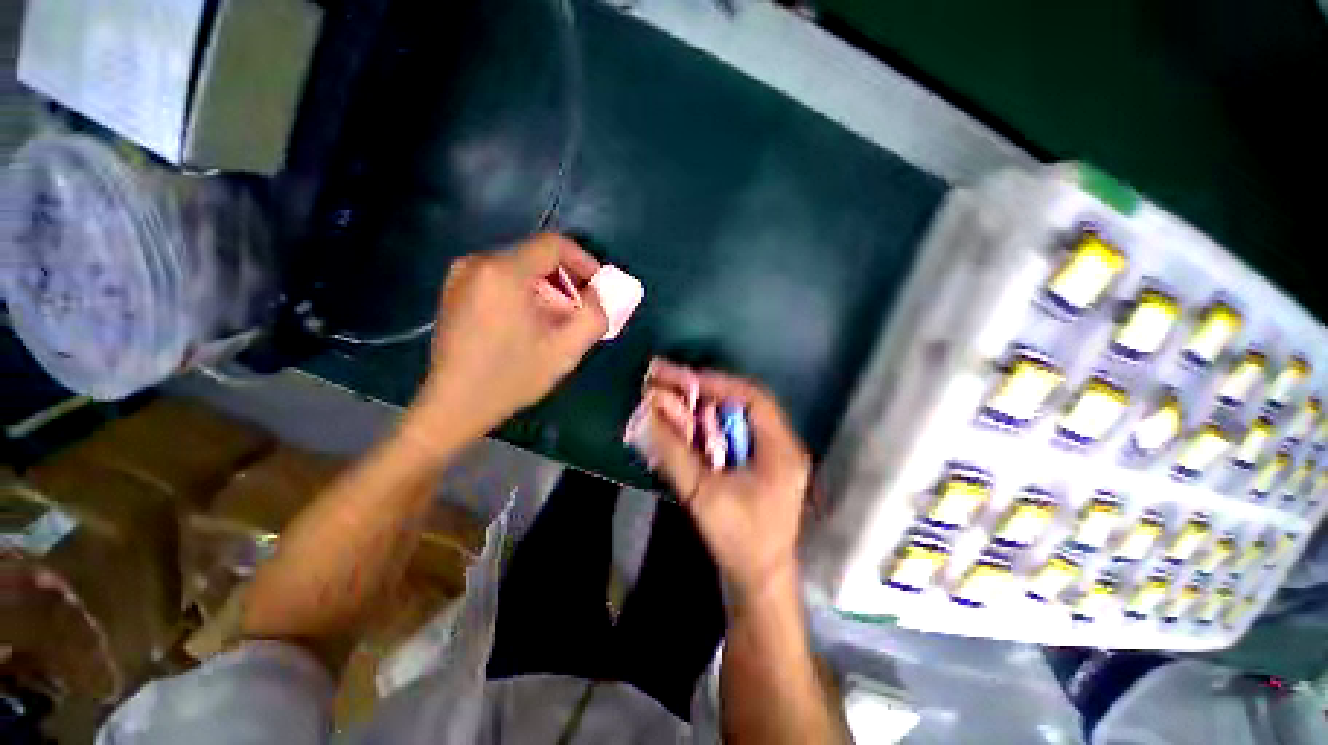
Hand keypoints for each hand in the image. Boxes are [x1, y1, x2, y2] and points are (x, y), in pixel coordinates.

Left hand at [411, 234, 607, 441]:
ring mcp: (461, 276)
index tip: (598, 286)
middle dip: (566, 280)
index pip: (554, 245)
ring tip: (557, 320)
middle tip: (580, 309)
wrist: (454, 405)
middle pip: (536, 257)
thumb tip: (599, 295)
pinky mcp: (455, 291)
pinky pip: (501, 280)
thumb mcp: (566, 350)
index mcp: (504, 272)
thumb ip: (595, 316)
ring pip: (520, 269)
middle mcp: (478, 263)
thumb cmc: (512, 377)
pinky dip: (524, 293)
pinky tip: (530, 323)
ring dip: (547, 289)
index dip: (584, 261)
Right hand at [640, 361, 811, 600]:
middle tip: (670, 379)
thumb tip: (648, 414)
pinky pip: (731, 434)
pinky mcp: (757, 465)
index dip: (717, 383)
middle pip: (742, 403)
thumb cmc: (738, 540)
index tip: (684, 377)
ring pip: (734, 418)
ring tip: (671, 395)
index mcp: (781, 448)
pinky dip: (706, 426)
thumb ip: (675, 453)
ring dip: (703, 407)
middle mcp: (780, 444)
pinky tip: (685, 423)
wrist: (758, 582)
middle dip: (704, 391)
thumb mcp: (704, 495)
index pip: (752, 397)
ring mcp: (770, 455)